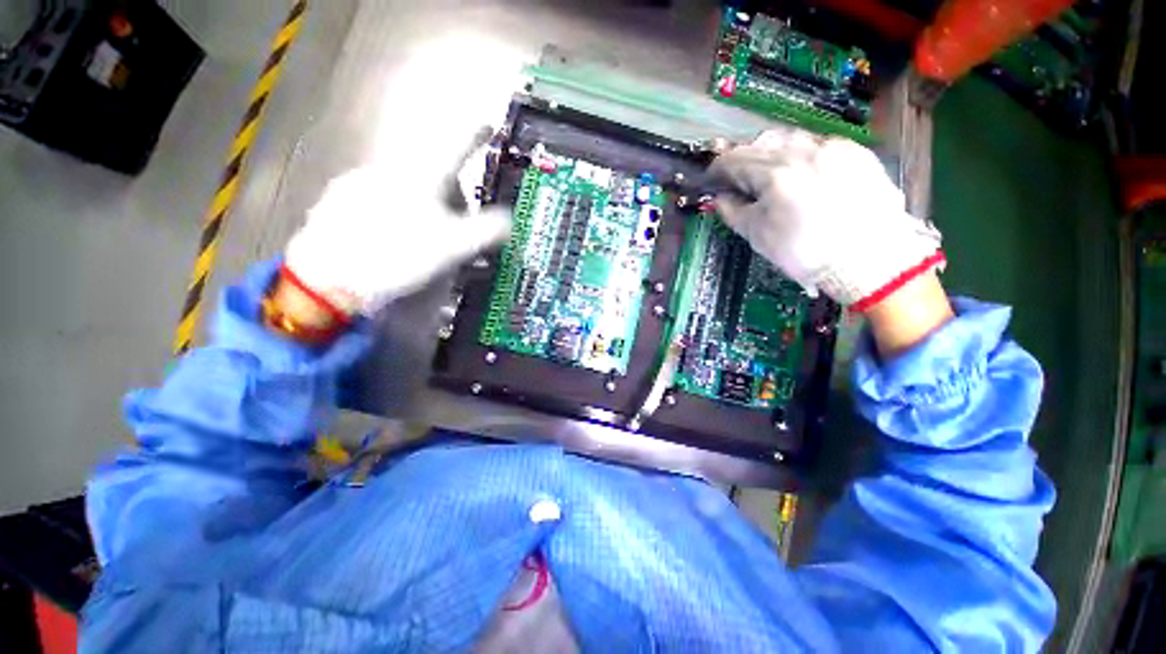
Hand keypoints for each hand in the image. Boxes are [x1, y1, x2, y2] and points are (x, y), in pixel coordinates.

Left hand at [284, 138, 509, 315]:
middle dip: (452, 198)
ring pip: (406, 191)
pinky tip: (394, 242)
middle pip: (432, 177)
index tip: (488, 125)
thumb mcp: (454, 247)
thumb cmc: (397, 256)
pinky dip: (397, 216)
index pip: (455, 147)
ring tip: (426, 243)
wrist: (327, 278)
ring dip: (425, 209)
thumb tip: (509, 220)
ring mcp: (358, 185)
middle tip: (459, 230)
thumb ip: (486, 230)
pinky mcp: (339, 203)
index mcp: (419, 177)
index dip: (475, 136)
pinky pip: (381, 201)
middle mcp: (388, 171)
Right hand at [708, 127, 943, 311]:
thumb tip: (720, 197)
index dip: (718, 170)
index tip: (712, 181)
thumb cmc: (804, 252)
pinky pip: (819, 144)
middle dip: (746, 159)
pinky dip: (803, 156)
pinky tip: (806, 177)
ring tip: (774, 177)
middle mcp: (803, 150)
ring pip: (791, 138)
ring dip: (774, 153)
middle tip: (742, 181)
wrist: (869, 259)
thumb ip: (733, 211)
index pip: (733, 159)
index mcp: (774, 173)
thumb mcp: (758, 236)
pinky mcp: (856, 152)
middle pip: (761, 141)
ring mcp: (833, 148)